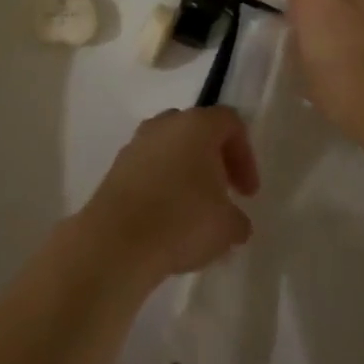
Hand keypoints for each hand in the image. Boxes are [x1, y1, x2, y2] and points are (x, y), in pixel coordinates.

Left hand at [79, 107, 259, 282]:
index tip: (247, 193)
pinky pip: (148, 168)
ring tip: (193, 210)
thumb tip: (234, 220)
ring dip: (185, 172)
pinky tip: (166, 219)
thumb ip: (237, 219)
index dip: (245, 156)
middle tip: (222, 193)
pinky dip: (161, 185)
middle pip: (197, 130)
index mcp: (197, 125)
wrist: (117, 240)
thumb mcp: (227, 227)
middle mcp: (165, 124)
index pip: (230, 122)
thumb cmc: (182, 221)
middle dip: (213, 159)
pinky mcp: (116, 167)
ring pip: (170, 148)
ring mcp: (136, 143)